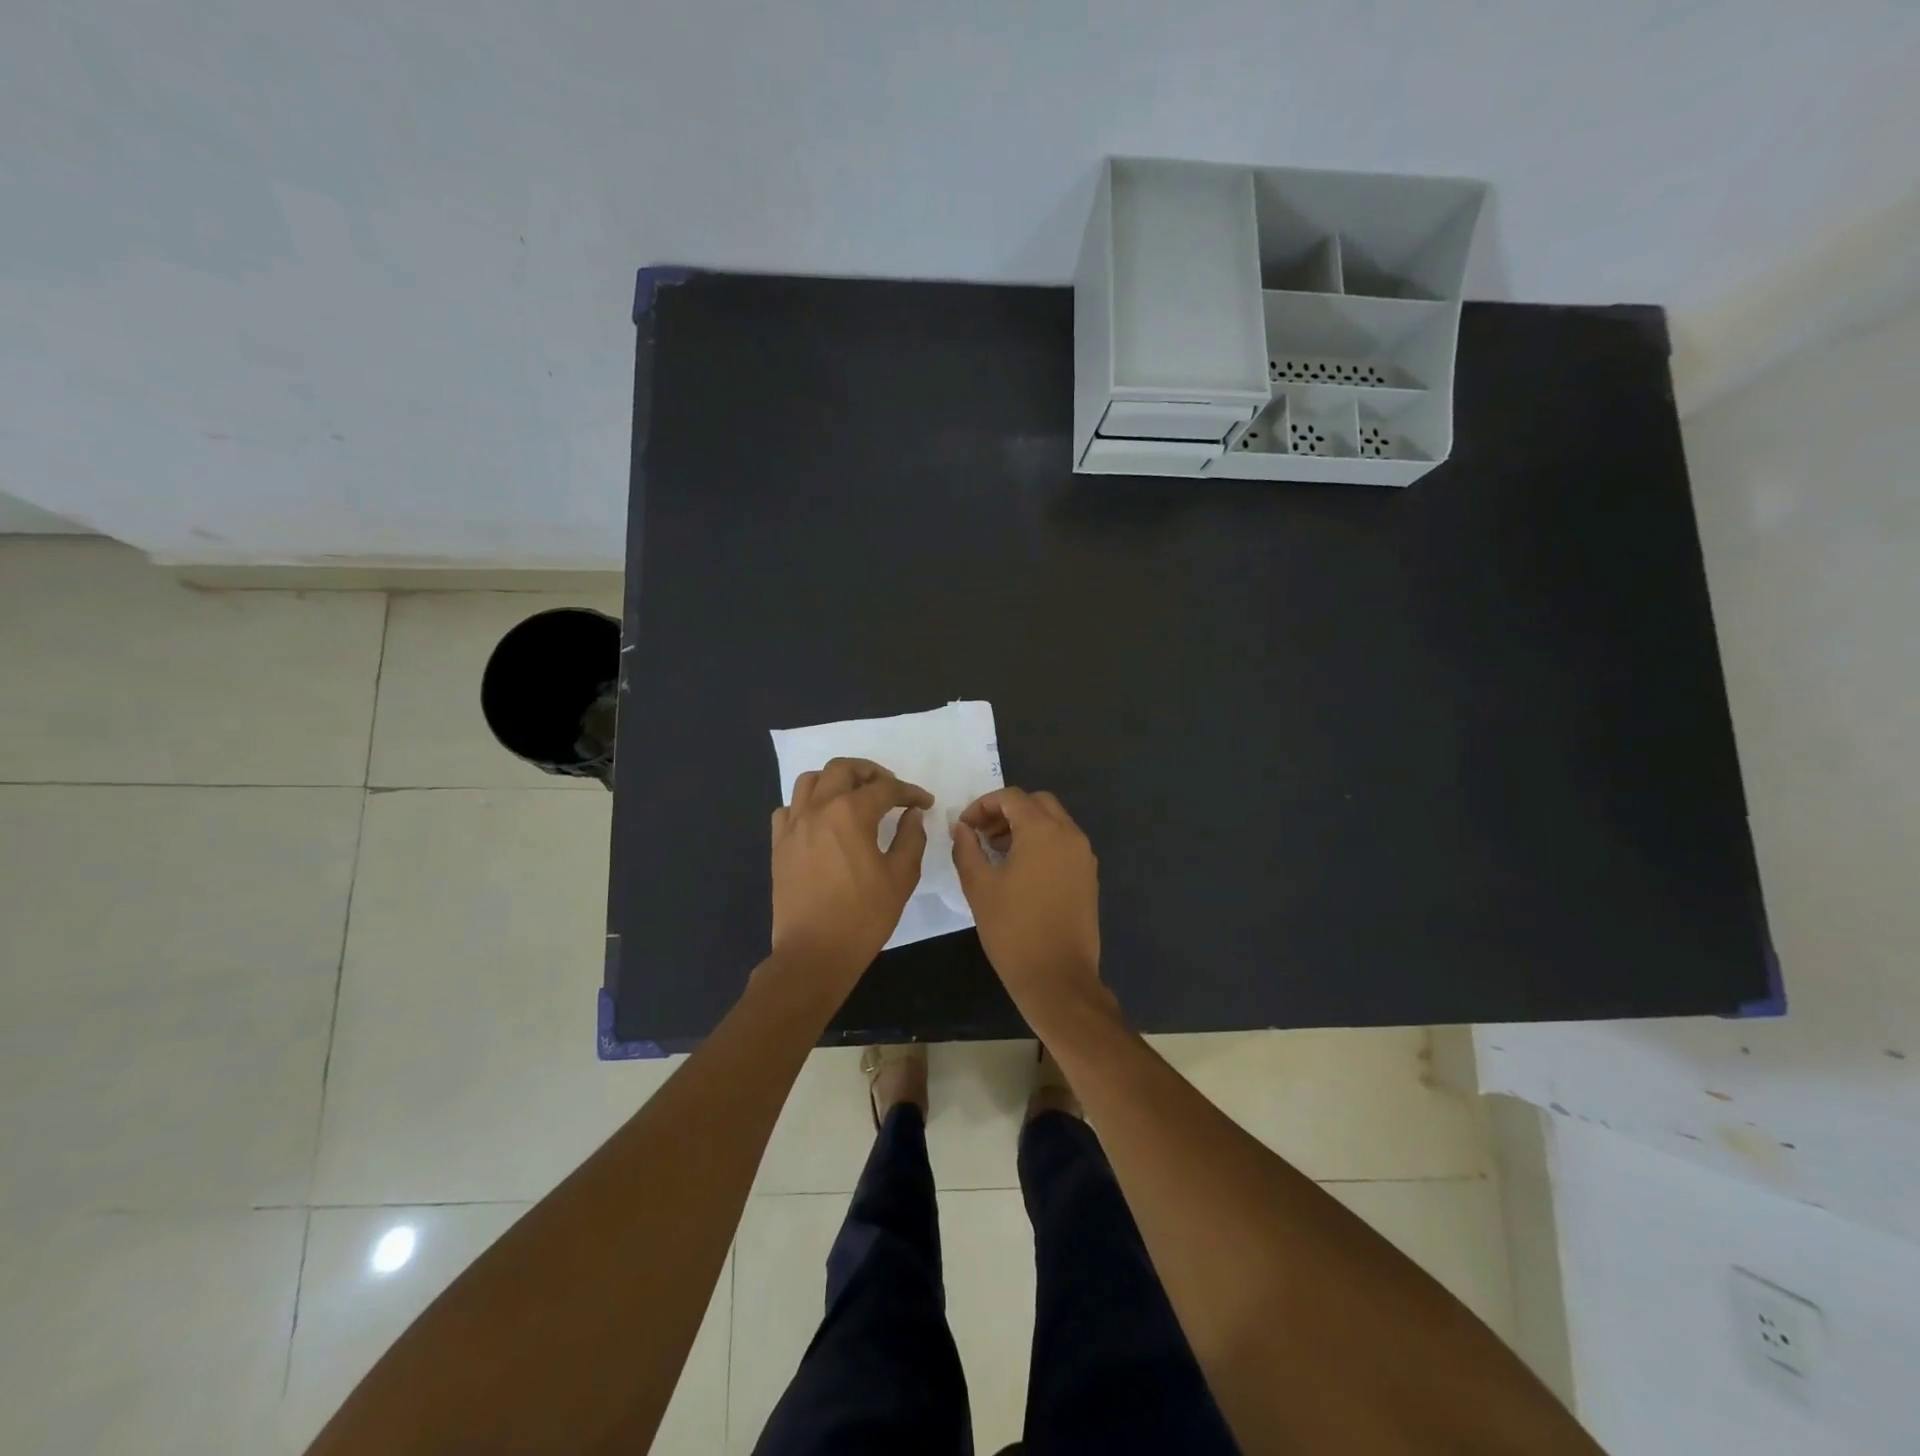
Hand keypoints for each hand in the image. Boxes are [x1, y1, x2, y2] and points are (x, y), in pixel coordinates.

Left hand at [770, 757, 932, 993]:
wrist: (814, 952)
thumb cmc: (863, 916)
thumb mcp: (901, 877)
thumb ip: (911, 838)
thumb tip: (912, 815)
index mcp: (851, 813)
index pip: (886, 788)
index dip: (910, 792)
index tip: (924, 802)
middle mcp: (819, 809)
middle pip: (842, 769)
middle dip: (870, 772)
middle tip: (889, 787)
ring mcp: (794, 825)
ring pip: (810, 780)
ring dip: (835, 780)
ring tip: (853, 796)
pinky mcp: (779, 844)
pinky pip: (790, 808)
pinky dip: (807, 805)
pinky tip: (822, 821)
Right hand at [950, 787, 1104, 1018]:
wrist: (1057, 978)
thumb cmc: (1013, 930)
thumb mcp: (979, 886)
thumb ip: (966, 848)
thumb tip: (961, 827)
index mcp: (1043, 831)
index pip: (1011, 797)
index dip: (982, 805)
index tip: (964, 826)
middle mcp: (1069, 835)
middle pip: (1037, 803)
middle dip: (1006, 811)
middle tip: (981, 834)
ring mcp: (1083, 856)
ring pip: (1053, 822)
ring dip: (1025, 826)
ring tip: (996, 853)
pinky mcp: (1088, 876)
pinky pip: (1064, 844)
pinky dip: (1042, 843)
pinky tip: (1020, 870)